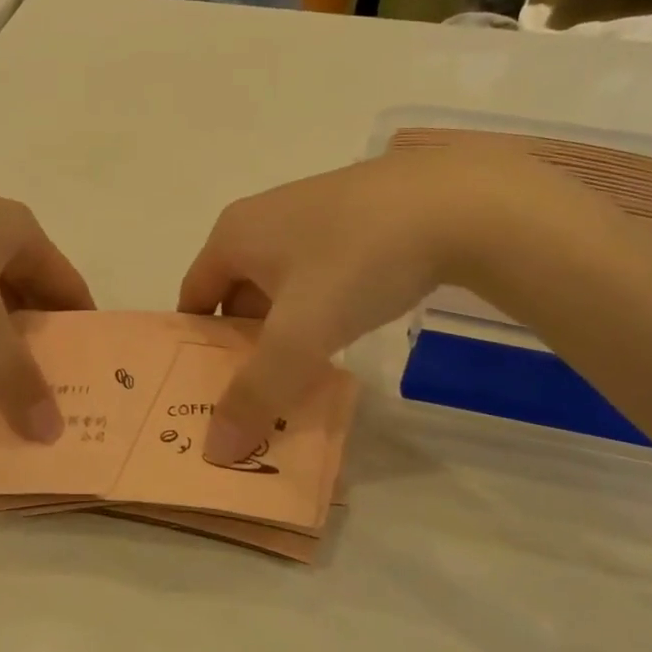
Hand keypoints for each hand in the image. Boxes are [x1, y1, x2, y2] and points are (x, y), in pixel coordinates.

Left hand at [0, 154, 92, 439]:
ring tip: (11, 378)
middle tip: (54, 389)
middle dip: (44, 337)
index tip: (91, 375)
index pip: (71, 287)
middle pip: (36, 290)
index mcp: (23, 233)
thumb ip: (11, 371)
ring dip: (6, 332)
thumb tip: (51, 431)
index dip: (84, 329)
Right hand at [178, 147, 615, 462]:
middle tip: (256, 395)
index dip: (194, 347)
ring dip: (283, 329)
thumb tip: (215, 449)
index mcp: (234, 235)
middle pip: (235, 294)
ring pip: (280, 285)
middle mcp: (263, 217)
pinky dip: (317, 307)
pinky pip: (317, 272)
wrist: (459, 201)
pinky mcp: (354, 216)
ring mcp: (311, 212)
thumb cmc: (357, 261)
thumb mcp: (300, 335)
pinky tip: (343, 331)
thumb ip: (256, 393)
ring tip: (299, 374)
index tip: (208, 392)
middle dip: (242, 345)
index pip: (193, 299)